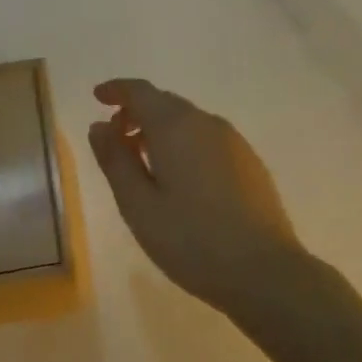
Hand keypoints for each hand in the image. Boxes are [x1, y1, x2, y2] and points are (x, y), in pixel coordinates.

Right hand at [88, 78, 307, 312]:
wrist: (264, 271)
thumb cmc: (191, 239)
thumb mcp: (138, 205)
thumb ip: (115, 160)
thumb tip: (99, 125)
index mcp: (176, 127)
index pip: (141, 92)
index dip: (117, 90)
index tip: (98, 97)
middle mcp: (207, 122)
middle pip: (165, 103)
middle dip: (136, 113)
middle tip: (115, 139)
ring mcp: (233, 142)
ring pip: (188, 121)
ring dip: (160, 130)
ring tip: (143, 162)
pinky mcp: (250, 162)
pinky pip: (207, 139)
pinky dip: (184, 144)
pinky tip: (180, 179)